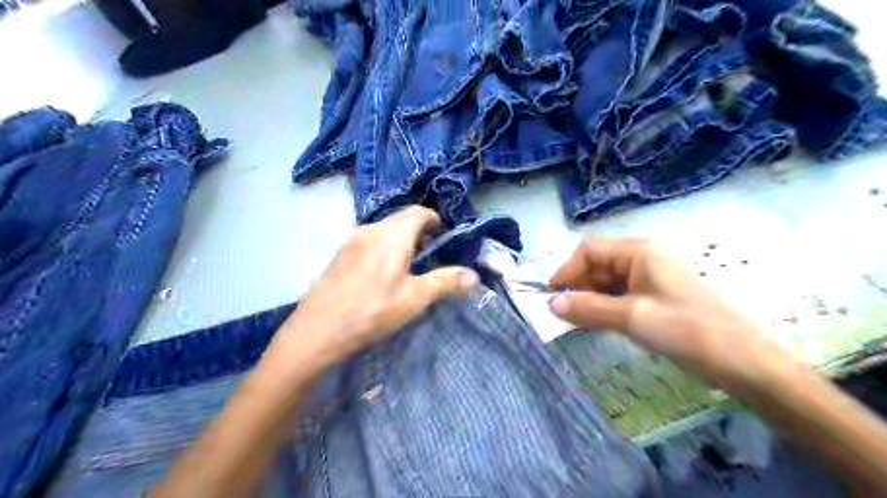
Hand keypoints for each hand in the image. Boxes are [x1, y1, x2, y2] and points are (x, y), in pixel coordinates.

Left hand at [273, 204, 477, 369]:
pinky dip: (384, 245)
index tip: (445, 237)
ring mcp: (352, 239)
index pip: (420, 212)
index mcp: (393, 234)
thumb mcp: (415, 298)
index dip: (436, 220)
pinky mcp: (340, 253)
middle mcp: (372, 228)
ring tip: (409, 263)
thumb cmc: (373, 310)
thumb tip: (474, 275)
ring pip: (384, 229)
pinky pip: (369, 239)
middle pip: (402, 218)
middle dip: (420, 229)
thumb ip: (446, 281)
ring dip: (401, 238)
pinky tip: (382, 271)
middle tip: (431, 252)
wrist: (318, 329)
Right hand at [552, 235, 793, 396]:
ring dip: (590, 299)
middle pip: (598, 264)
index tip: (550, 297)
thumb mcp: (631, 317)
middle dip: (578, 286)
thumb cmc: (686, 330)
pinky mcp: (657, 297)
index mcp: (639, 251)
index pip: (589, 250)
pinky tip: (598, 325)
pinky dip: (605, 307)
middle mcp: (643, 258)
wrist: (744, 361)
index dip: (567, 271)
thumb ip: (588, 308)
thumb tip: (551, 304)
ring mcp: (651, 278)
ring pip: (608, 281)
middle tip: (563, 315)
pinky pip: (621, 295)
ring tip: (578, 323)